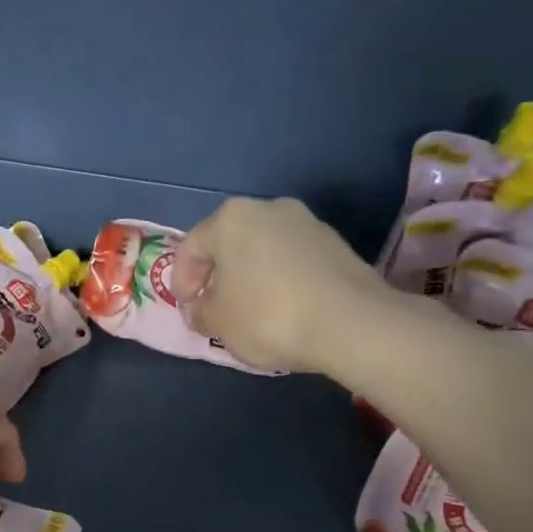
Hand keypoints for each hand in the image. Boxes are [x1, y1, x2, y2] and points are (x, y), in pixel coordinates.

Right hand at [171, 197, 391, 374]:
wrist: (351, 323)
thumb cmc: (268, 316)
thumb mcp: (217, 322)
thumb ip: (200, 312)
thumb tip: (201, 308)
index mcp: (230, 219)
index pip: (190, 248)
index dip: (182, 282)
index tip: (188, 311)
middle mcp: (268, 208)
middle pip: (229, 243)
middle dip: (217, 277)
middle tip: (215, 310)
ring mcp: (306, 223)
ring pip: (262, 251)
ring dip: (250, 278)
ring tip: (250, 312)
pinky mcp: (334, 244)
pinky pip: (291, 261)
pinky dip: (279, 281)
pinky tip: (283, 310)